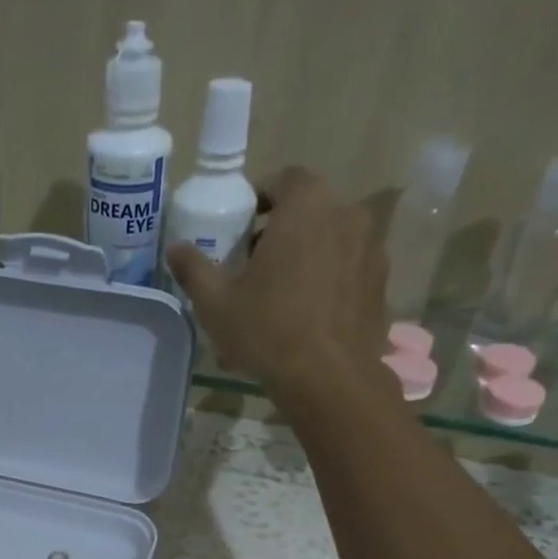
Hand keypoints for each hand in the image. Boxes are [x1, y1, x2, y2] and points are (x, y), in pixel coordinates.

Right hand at [167, 166, 388, 399]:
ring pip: (331, 244)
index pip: (282, 181)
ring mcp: (372, 249)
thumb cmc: (266, 329)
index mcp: (306, 204)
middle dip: (282, 234)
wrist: (327, 378)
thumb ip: (194, 268)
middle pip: (309, 212)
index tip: (242, 234)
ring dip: (308, 261)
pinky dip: (330, 286)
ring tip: (283, 301)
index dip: (259, 202)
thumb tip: (175, 248)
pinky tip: (309, 321)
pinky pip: (349, 275)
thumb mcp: (215, 302)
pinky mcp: (382, 286)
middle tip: (256, 271)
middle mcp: (347, 213)